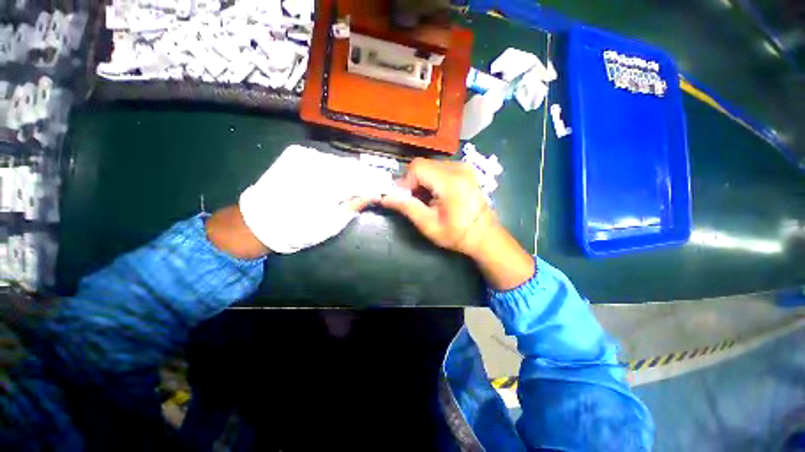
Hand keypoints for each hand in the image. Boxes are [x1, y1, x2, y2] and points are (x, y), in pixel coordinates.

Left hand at [238, 145, 389, 253]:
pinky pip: (325, 159)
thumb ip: (354, 205)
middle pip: (352, 166)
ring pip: (339, 161)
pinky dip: (337, 167)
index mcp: (327, 182)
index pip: (362, 178)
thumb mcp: (332, 223)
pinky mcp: (295, 154)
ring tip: (361, 181)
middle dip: (365, 176)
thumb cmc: (298, 229)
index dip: (375, 182)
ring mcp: (304, 155)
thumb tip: (374, 194)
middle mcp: (317, 161)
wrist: (256, 222)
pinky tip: (341, 176)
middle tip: (375, 184)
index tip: (386, 187)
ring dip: (352, 171)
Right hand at [381, 158, 533, 289]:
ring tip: (426, 200)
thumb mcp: (428, 224)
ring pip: (430, 166)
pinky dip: (432, 179)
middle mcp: (459, 168)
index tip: (405, 199)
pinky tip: (436, 194)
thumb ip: (406, 207)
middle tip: (414, 201)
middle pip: (423, 165)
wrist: (485, 235)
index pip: (417, 167)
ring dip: (422, 181)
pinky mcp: (466, 169)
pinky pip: (440, 168)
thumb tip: (384, 197)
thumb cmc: (457, 234)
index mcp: (450, 181)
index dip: (405, 182)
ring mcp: (464, 167)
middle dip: (413, 182)